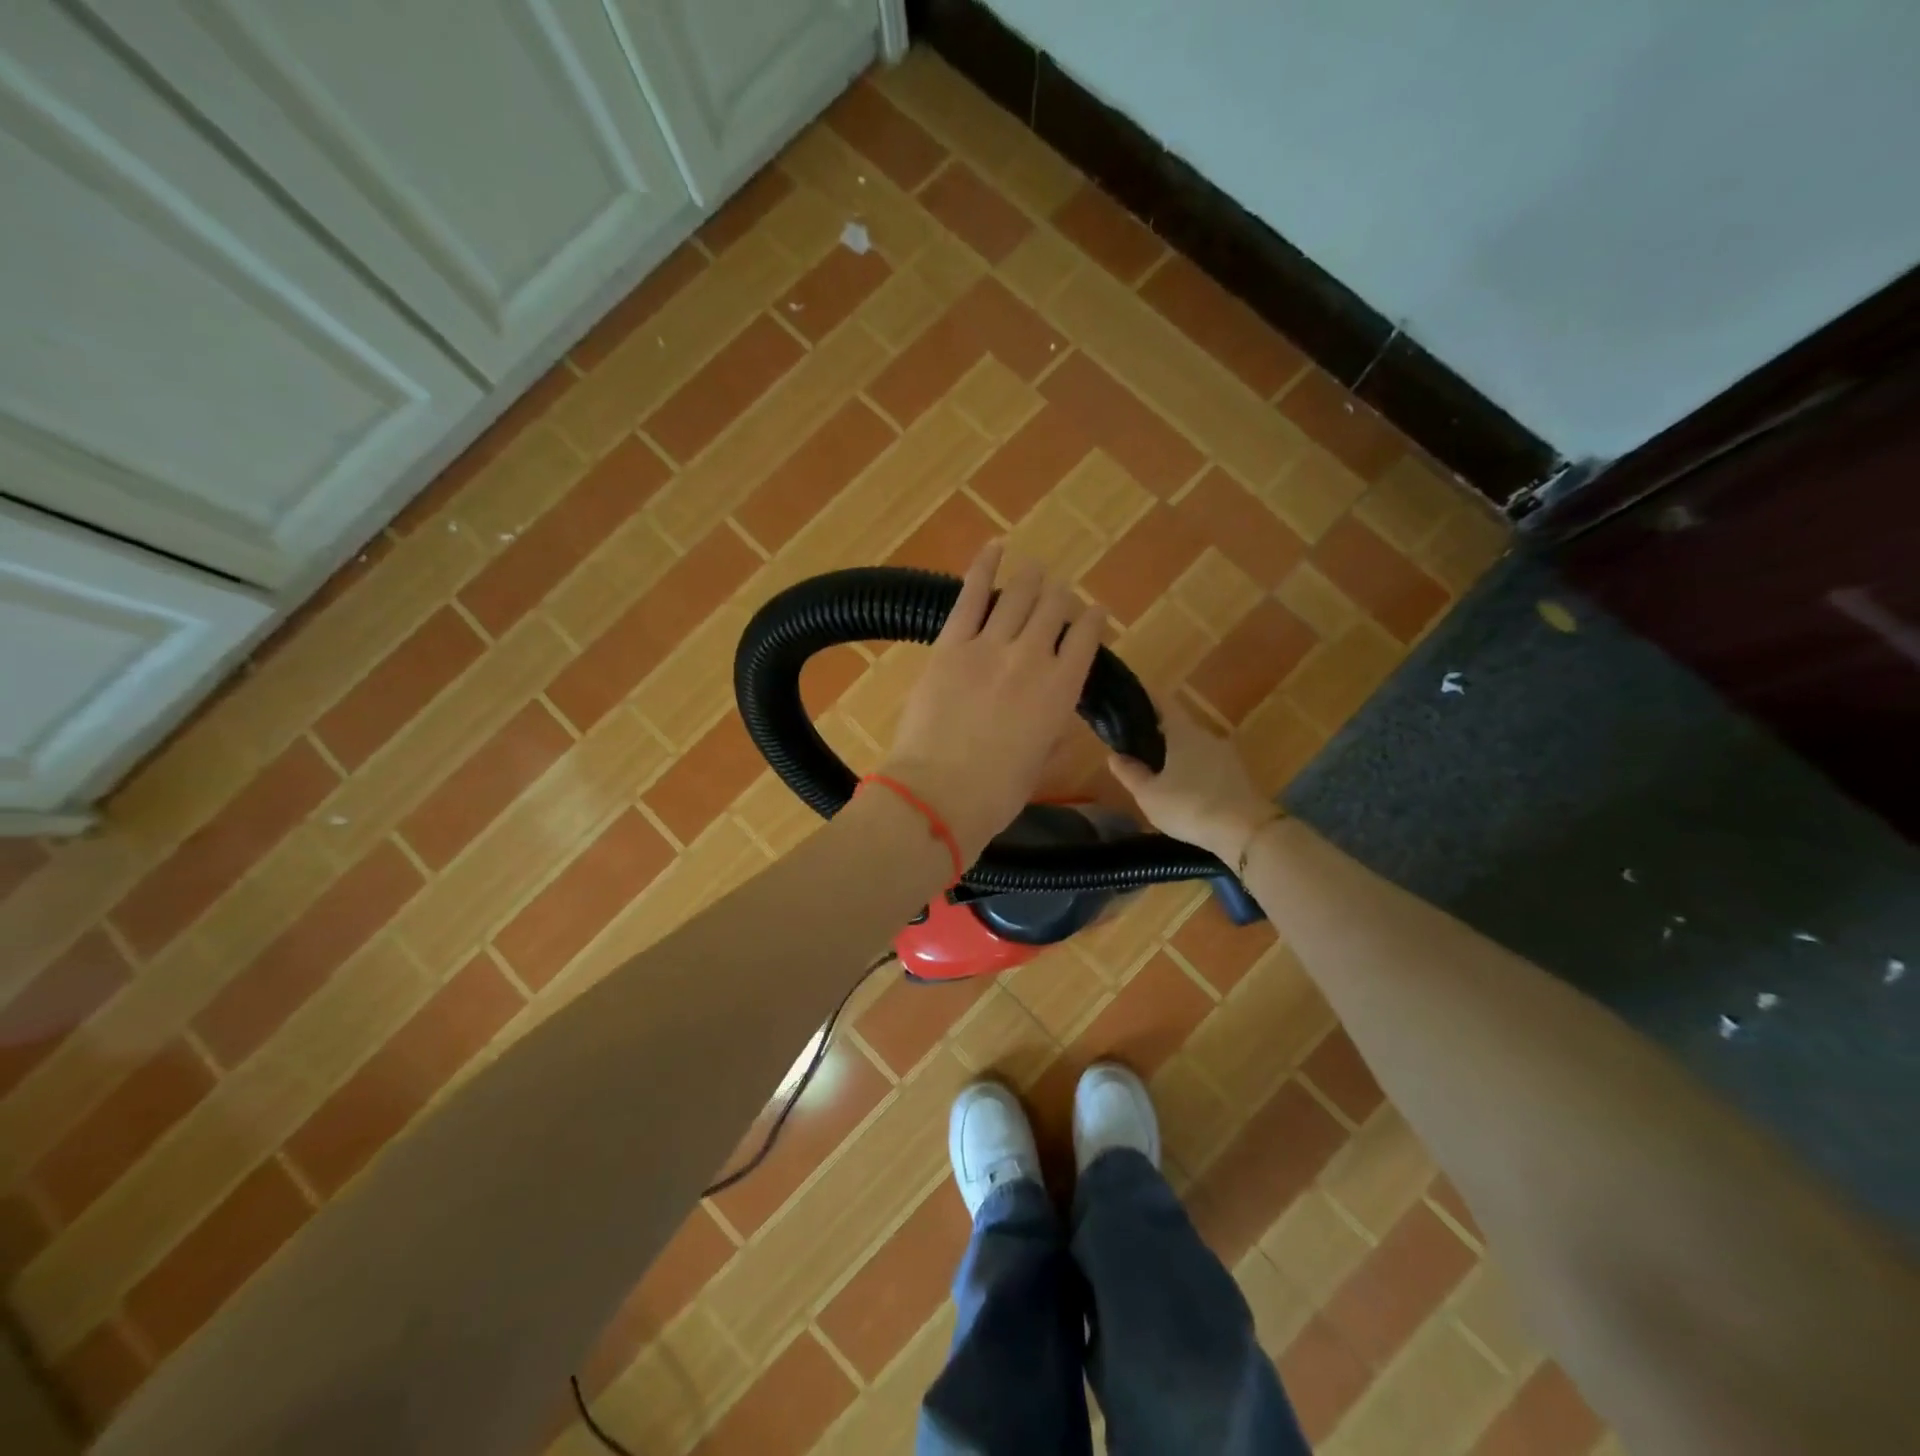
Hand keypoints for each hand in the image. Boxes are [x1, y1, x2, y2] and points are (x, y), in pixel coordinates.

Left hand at [882, 544, 1105, 862]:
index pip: (1086, 639)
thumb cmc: (995, 794)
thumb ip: (1049, 729)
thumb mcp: (1037, 763)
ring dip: (1031, 579)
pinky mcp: (950, 644)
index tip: (1093, 612)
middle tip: (1057, 594)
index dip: (1092, 620)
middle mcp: (1032, 657)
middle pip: (1054, 610)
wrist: (938, 794)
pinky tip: (995, 547)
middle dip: (1060, 598)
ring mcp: (989, 646)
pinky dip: (984, 567)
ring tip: (1035, 568)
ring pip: (1018, 596)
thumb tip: (1050, 715)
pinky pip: (971, 596)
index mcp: (1061, 690)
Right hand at [1107, 691, 1275, 863]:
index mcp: (1183, 733)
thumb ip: (1130, 773)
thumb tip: (1115, 756)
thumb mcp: (1149, 795)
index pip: (1164, 704)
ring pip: (1196, 749)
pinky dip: (1196, 773)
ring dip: (1179, 757)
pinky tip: (1186, 793)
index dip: (1146, 700)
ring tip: (1160, 776)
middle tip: (1139, 751)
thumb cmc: (1190, 806)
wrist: (1247, 832)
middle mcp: (1207, 736)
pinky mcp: (1240, 776)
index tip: (1130, 704)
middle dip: (1160, 736)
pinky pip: (1210, 767)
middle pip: (1180, 727)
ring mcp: (1228, 756)